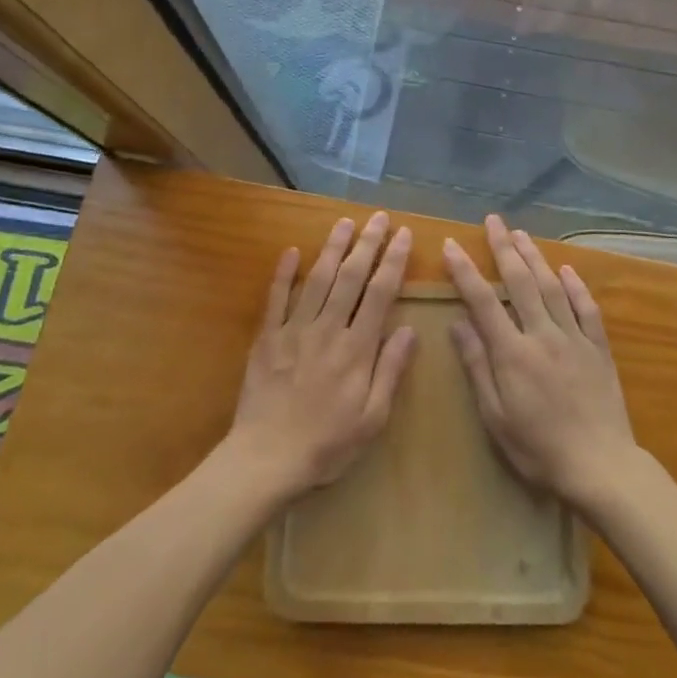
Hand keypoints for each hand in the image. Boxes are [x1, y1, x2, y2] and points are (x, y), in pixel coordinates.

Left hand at [228, 213, 416, 499]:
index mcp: (356, 349)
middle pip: (351, 277)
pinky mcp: (267, 338)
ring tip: (344, 222)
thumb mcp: (372, 418)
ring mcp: (294, 330)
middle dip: (367, 243)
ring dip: (332, 248)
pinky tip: (291, 251)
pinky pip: (276, 299)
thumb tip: (410, 329)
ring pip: (317, 279)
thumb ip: (390, 371)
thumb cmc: (327, 445)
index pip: (380, 294)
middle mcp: (327, 330)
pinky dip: (284, 273)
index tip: (403, 236)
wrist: (266, 459)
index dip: (393, 261)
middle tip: (379, 217)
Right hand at [444, 216, 636, 510]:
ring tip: (522, 234)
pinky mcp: (598, 348)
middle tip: (493, 221)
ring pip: (553, 287)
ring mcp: (574, 338)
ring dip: (536, 258)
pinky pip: (587, 309)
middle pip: (521, 282)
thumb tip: (458, 323)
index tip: (452, 245)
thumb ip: (478, 366)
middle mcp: (543, 335)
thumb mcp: (496, 416)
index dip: (466, 271)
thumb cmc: (538, 449)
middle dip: (504, 248)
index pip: (483, 301)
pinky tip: (568, 270)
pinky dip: (577, 286)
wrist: (601, 466)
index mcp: (513, 353)